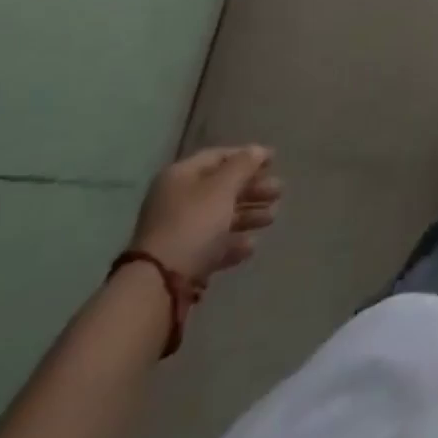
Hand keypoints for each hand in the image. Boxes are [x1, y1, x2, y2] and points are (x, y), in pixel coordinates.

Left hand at [129, 146, 281, 283]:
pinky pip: (212, 245)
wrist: (158, 287)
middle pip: (221, 188)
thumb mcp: (222, 188)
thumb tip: (258, 150)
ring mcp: (177, 233)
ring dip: (247, 215)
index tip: (274, 161)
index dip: (247, 156)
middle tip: (279, 191)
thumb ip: (243, 166)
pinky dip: (232, 242)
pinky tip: (251, 246)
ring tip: (272, 217)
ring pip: (219, 217)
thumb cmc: (193, 225)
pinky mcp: (181, 263)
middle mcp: (176, 200)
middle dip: (252, 188)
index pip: (218, 156)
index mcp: (181, 176)